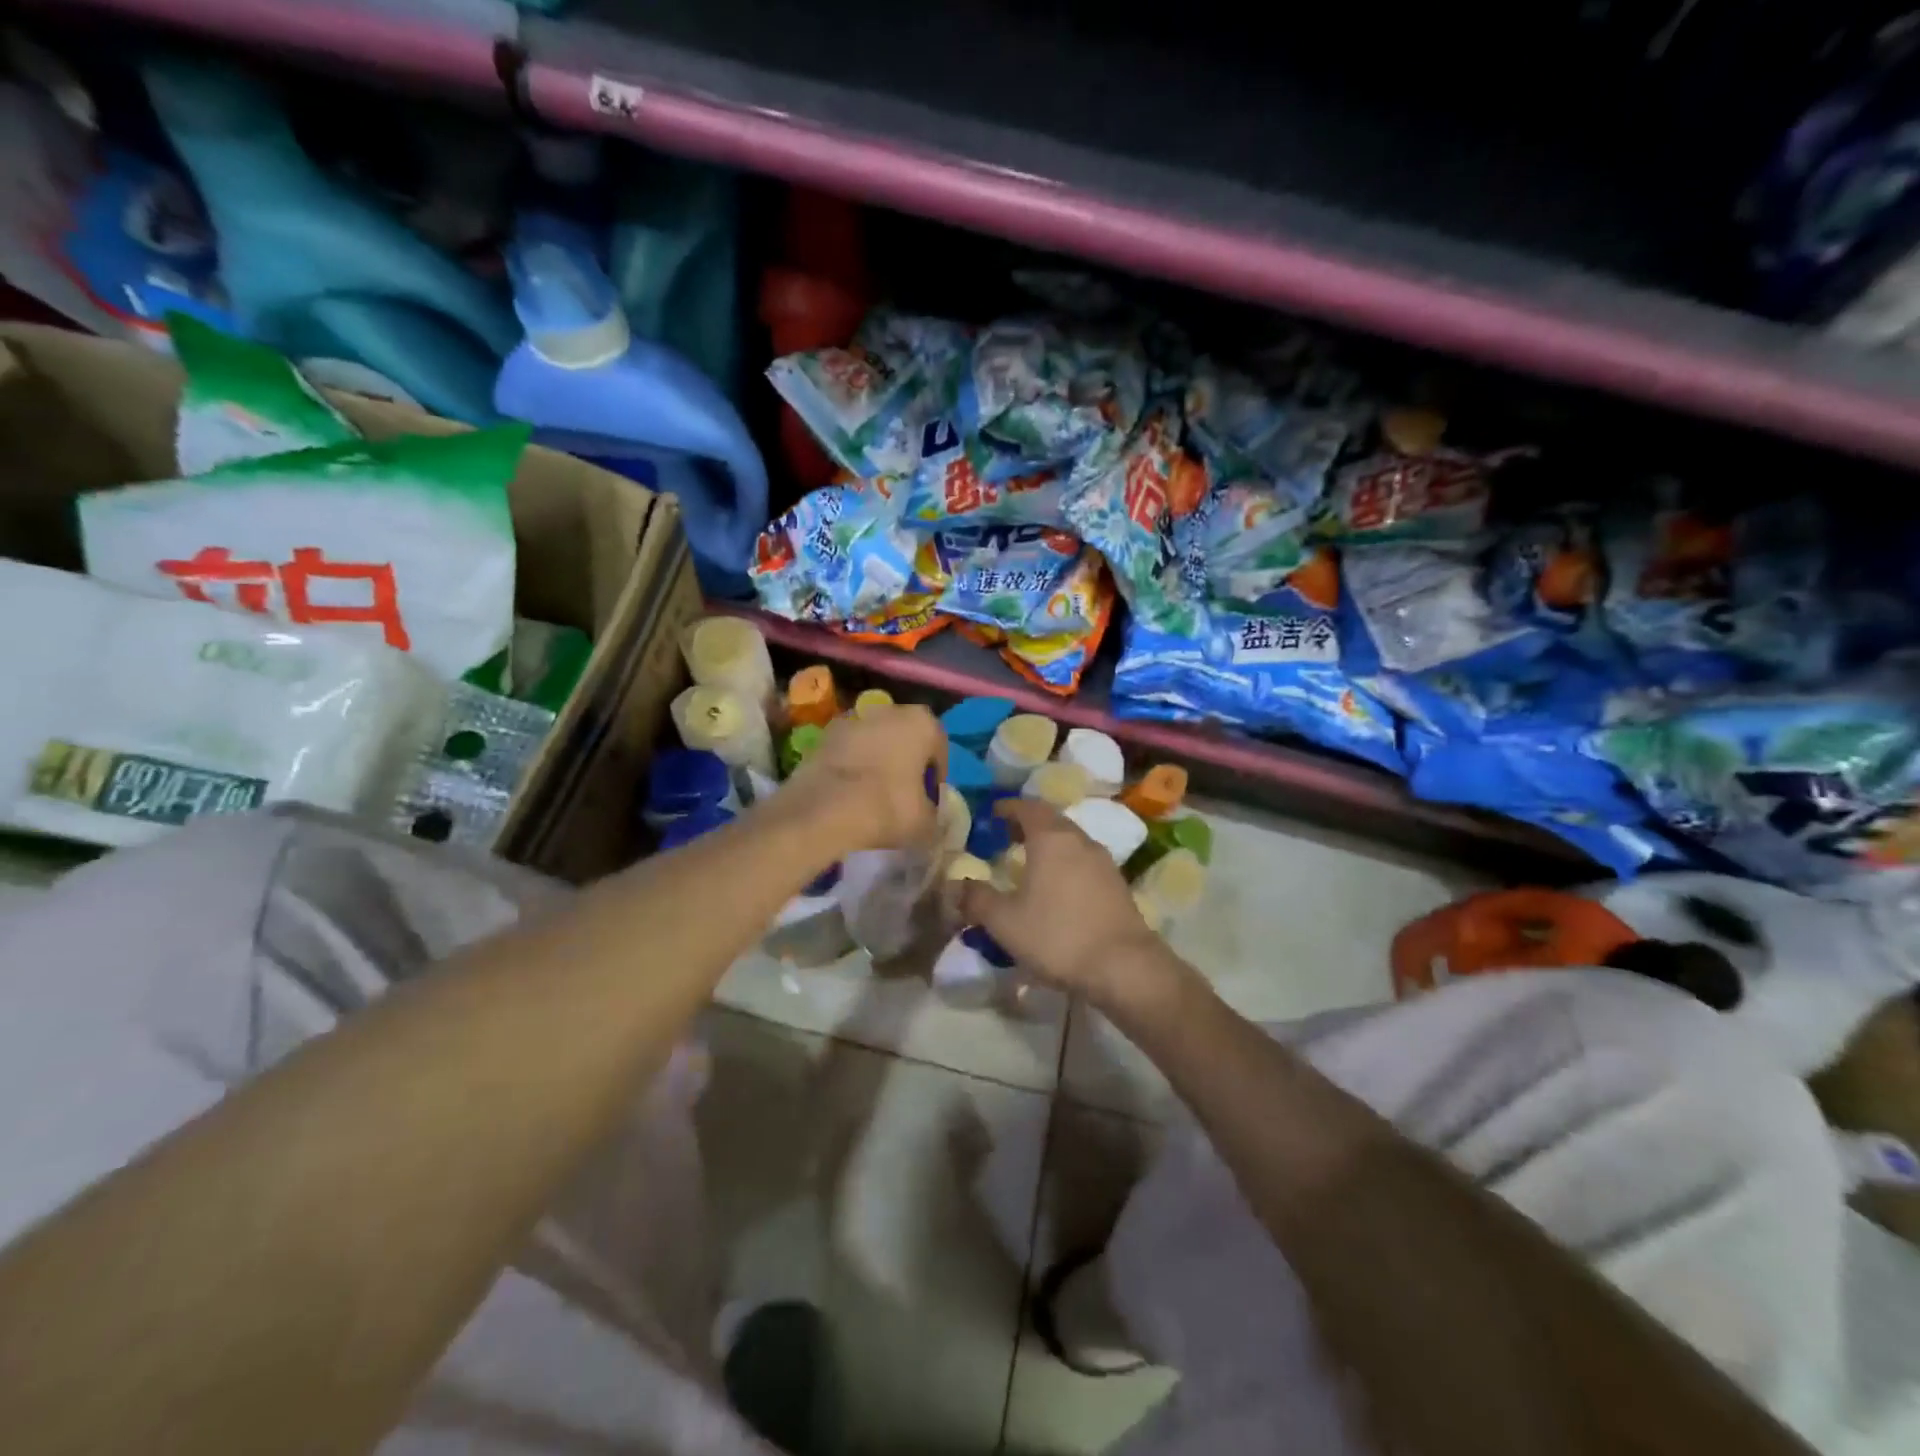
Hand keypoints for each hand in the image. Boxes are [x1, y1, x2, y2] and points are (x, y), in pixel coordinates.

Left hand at [769, 704, 943, 857]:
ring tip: (871, 793)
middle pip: (905, 737)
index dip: (935, 776)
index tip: (928, 798)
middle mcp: (890, 710)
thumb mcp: (926, 823)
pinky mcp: (823, 734)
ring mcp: (853, 719)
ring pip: (874, 740)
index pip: (939, 748)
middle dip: (905, 761)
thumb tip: (928, 815)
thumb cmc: (888, 807)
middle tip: (902, 793)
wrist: (825, 810)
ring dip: (876, 759)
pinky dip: (850, 764)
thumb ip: (933, 814)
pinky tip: (847, 792)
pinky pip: (847, 750)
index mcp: (923, 723)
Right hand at [957, 800, 1174, 1009]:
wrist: (1124, 966)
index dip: (1008, 807)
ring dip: (1050, 845)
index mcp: (1051, 838)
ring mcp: (1104, 862)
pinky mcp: (1118, 885)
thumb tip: (956, 886)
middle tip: (1007, 836)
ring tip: (1030, 863)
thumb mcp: (1005, 922)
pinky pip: (1085, 862)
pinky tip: (1058, 888)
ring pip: (1071, 841)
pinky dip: (1067, 864)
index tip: (993, 812)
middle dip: (1029, 824)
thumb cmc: (1058, 936)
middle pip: (1052, 821)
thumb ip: (977, 899)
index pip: (1027, 807)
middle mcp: (1080, 841)